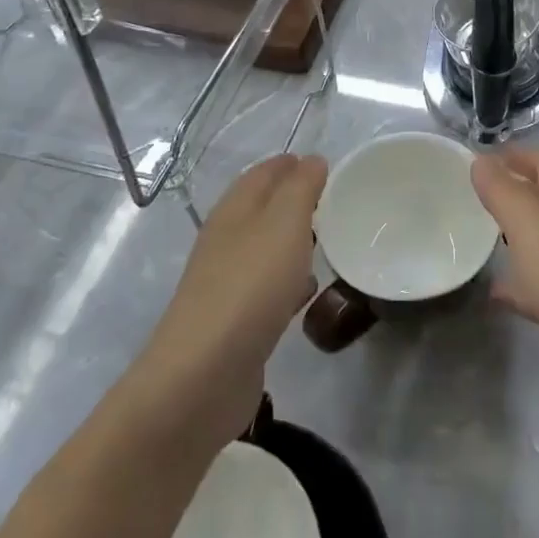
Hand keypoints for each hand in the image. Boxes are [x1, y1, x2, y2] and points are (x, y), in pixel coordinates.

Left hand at [133, 154, 326, 444]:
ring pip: (266, 248)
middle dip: (295, 201)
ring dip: (293, 241)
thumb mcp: (284, 223)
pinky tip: (310, 291)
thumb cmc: (249, 286)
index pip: (263, 173)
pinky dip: (290, 281)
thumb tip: (312, 160)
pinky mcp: (236, 322)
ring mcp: (228, 283)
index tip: (326, 165)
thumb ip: (301, 188)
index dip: (292, 164)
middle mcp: (227, 240)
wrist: (203, 377)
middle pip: (263, 209)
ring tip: (330, 240)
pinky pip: (268, 288)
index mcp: (234, 210)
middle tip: (335, 201)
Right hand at [471, 148, 538, 444]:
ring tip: (476, 238)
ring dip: (513, 237)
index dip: (513, 156)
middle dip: (511, 194)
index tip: (476, 160)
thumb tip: (480, 159)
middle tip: (470, 197)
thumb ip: (503, 193)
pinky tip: (493, 294)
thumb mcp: (531, 230)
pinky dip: (518, 284)